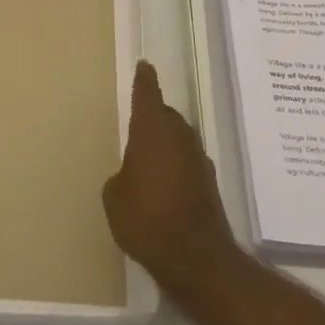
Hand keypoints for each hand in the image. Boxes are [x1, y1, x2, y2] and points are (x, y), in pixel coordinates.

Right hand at [103, 61, 238, 294]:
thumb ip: (121, 175)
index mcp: (152, 130)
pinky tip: (165, 185)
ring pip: (178, 139)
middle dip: (153, 117)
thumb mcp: (115, 196)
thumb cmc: (146, 218)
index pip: (148, 94)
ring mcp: (198, 159)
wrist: (196, 259)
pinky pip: (187, 162)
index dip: (144, 80)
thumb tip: (132, 174)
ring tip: (148, 158)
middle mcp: (179, 136)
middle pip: (166, 115)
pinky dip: (176, 165)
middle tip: (137, 124)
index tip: (144, 65)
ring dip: (166, 143)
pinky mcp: (209, 184)